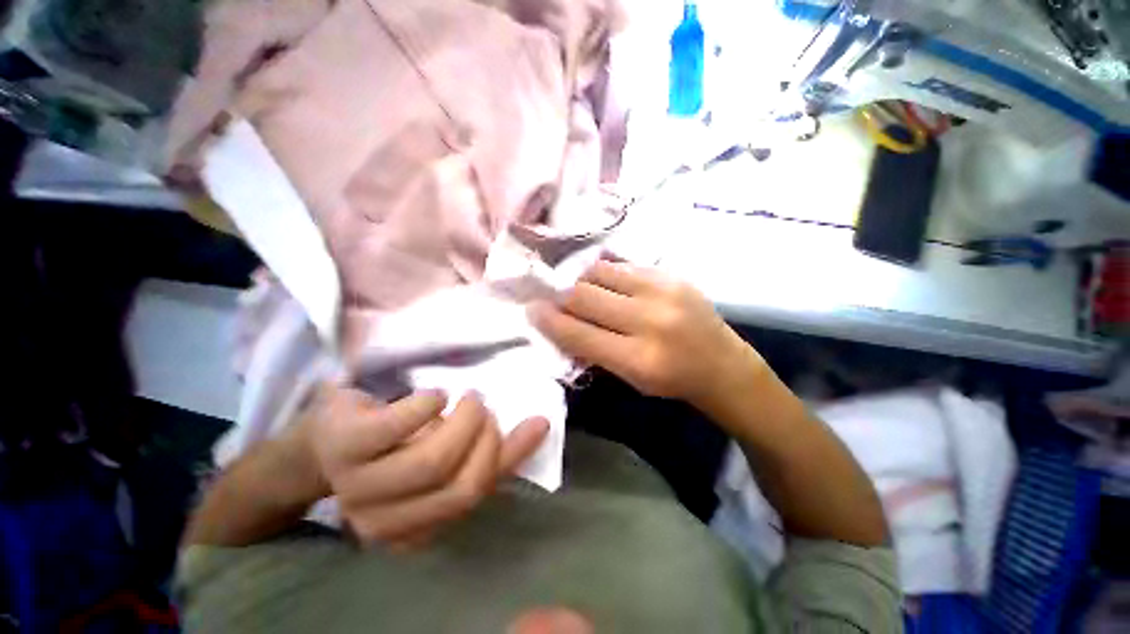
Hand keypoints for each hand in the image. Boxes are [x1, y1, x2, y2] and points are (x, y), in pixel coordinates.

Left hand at [298, 386, 548, 547]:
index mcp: (412, 529)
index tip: (523, 422)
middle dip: (487, 439)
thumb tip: (542, 425)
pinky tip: (435, 397)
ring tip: (469, 400)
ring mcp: (358, 485)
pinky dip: (428, 406)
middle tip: (487, 409)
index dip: (504, 455)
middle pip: (458, 487)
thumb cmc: (397, 446)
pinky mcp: (344, 443)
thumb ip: (497, 449)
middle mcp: (382, 522)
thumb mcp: (451, 453)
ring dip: (465, 422)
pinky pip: (397, 427)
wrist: (329, 438)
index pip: (475, 496)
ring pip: (431, 463)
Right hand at [529, 261, 765, 417]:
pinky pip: (624, 266)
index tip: (532, 309)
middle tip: (555, 299)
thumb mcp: (628, 377)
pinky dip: (608, 275)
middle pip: (585, 295)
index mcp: (638, 359)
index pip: (578, 332)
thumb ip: (592, 349)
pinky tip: (608, 285)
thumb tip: (559, 322)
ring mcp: (664, 292)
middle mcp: (650, 321)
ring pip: (601, 272)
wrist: (722, 364)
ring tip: (585, 291)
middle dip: (562, 296)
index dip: (548, 320)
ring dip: (583, 281)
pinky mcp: (672, 275)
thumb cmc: (672, 380)